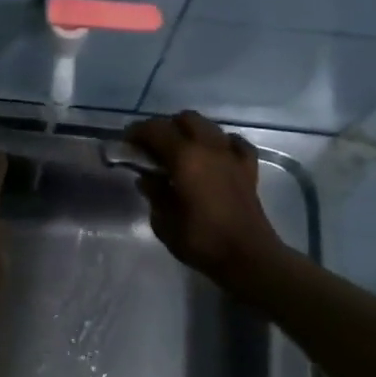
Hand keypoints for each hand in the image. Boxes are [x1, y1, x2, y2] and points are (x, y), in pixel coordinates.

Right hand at [125, 112, 285, 289]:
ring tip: (180, 152)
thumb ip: (154, 193)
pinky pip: (234, 143)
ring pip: (209, 126)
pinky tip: (214, 156)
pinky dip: (221, 143)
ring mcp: (232, 156)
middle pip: (185, 119)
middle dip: (166, 127)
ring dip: (191, 132)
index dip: (137, 132)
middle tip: (153, 148)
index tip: (126, 143)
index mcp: (185, 158)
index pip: (155, 129)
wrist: (247, 257)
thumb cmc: (200, 241)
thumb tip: (148, 178)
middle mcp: (209, 148)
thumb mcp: (163, 221)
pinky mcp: (249, 169)